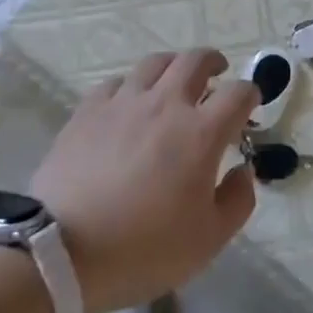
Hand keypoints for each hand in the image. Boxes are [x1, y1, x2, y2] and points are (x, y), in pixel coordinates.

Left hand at [31, 49, 257, 312]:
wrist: (62, 251)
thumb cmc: (143, 249)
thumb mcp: (209, 240)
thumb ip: (238, 200)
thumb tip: (243, 170)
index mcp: (201, 133)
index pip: (238, 93)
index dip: (251, 94)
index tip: (250, 104)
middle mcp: (165, 104)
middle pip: (196, 61)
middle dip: (214, 63)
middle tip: (217, 74)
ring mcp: (123, 102)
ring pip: (155, 63)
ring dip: (173, 66)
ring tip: (174, 80)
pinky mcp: (88, 110)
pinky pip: (116, 82)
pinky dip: (131, 86)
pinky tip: (128, 102)